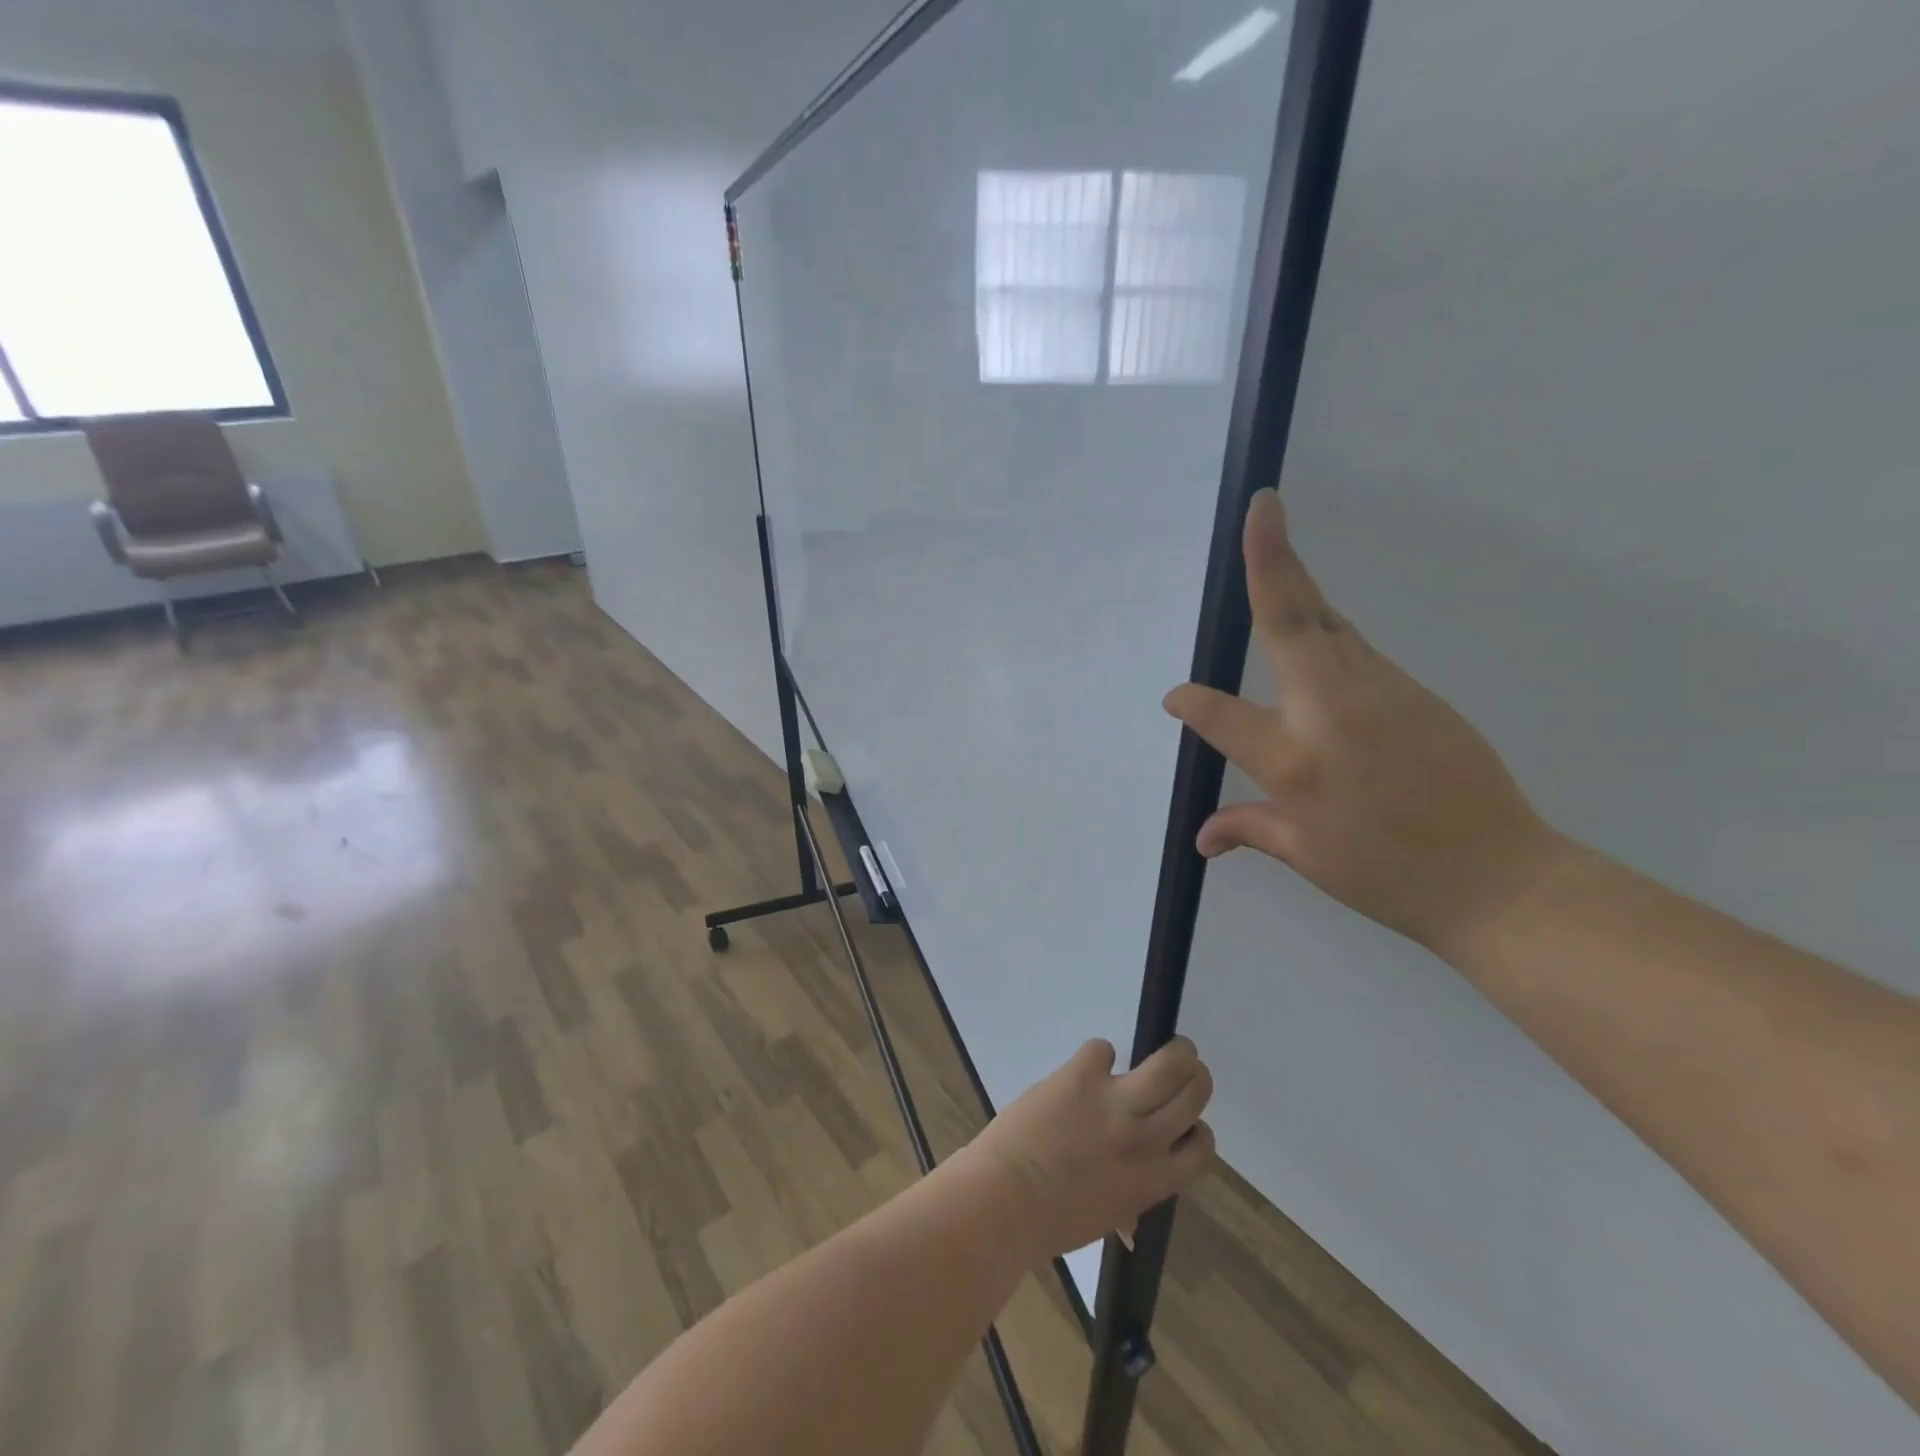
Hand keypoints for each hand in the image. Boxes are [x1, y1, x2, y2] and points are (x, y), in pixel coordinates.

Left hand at [961, 1038, 1213, 1261]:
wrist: (1006, 1199)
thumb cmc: (1051, 1221)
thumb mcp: (1103, 1218)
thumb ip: (1125, 1204)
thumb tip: (1131, 1218)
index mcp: (1154, 1180)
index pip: (1201, 1149)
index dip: (1198, 1130)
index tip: (1186, 1122)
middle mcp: (1145, 1138)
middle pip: (1195, 1093)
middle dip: (1193, 1076)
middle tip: (1183, 1068)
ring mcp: (1116, 1102)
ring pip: (1170, 1063)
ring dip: (1175, 1050)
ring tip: (1168, 1046)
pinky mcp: (1082, 1074)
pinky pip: (1102, 1049)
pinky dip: (1097, 1054)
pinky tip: (1086, 1066)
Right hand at [1164, 489, 1560, 955]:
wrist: (1501, 877)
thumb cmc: (1388, 874)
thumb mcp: (1306, 855)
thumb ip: (1249, 828)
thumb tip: (1202, 837)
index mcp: (1293, 757)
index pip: (1220, 713)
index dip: (1191, 702)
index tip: (1175, 698)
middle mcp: (1330, 708)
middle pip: (1291, 621)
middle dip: (1272, 562)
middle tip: (1262, 510)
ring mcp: (1379, 690)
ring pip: (1328, 625)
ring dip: (1297, 588)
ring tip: (1276, 553)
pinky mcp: (1414, 690)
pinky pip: (1355, 650)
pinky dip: (1326, 632)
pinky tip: (1315, 637)